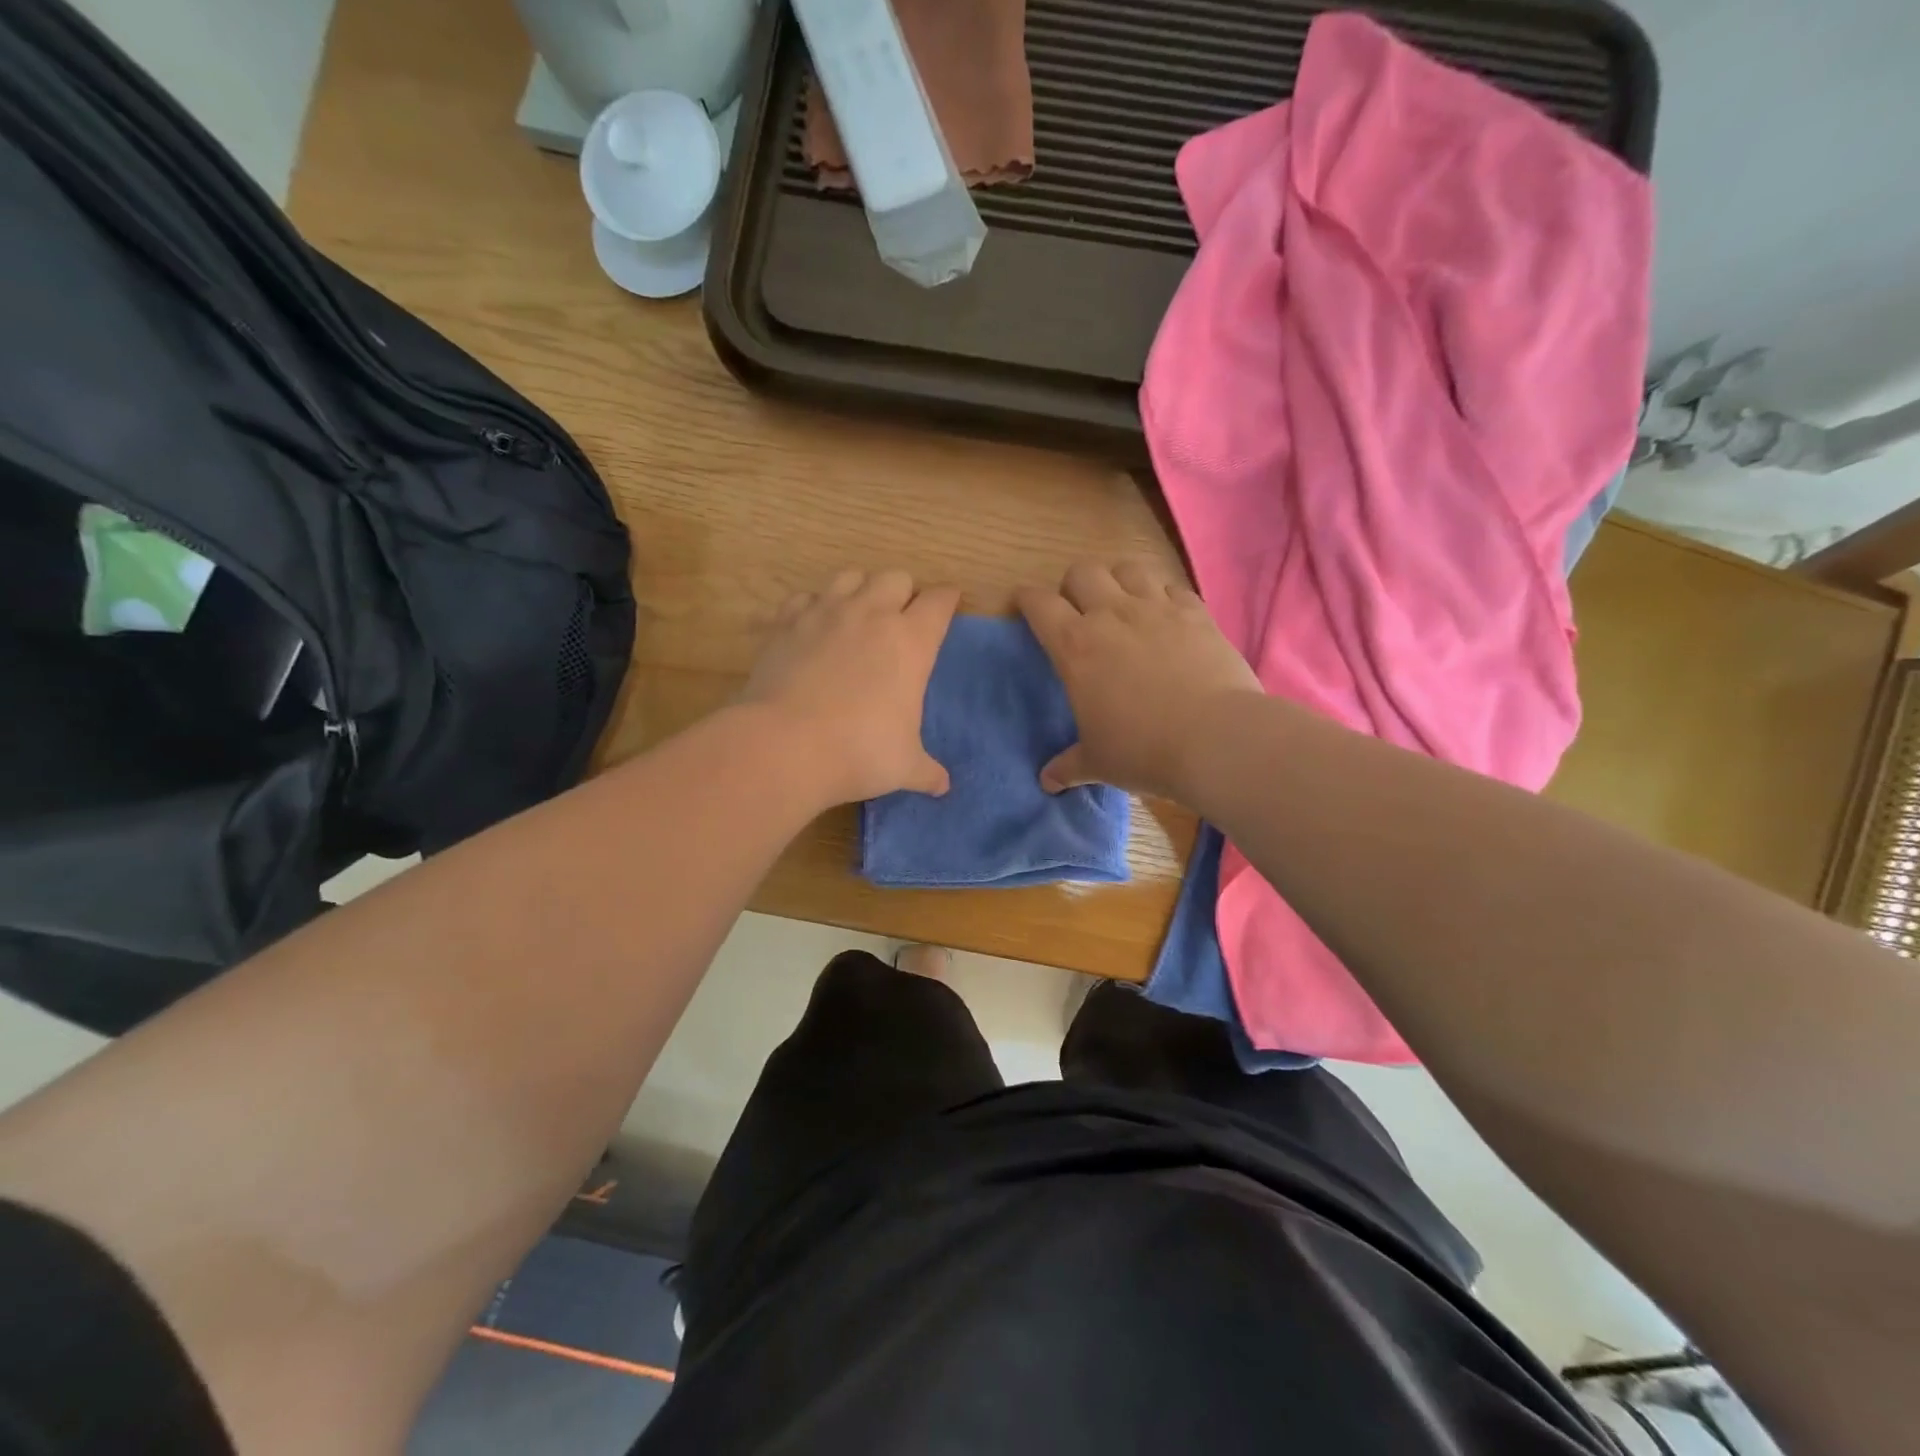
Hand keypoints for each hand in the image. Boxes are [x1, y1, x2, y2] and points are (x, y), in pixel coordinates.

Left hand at [740, 569, 959, 804]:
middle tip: (900, 618)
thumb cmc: (859, 752)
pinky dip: (812, 606)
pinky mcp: (786, 622)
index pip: (939, 602)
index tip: (948, 604)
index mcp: (911, 641)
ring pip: (851, 576)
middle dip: (903, 592)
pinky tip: (812, 627)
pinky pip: (804, 597)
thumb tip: (943, 786)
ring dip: (860, 589)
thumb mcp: (904, 766)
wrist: (785, 746)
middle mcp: (871, 614)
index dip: (947, 600)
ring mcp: (825, 613)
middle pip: (896, 577)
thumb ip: (927, 771)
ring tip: (857, 614)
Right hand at [1017, 561, 1261, 799]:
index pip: (1038, 604)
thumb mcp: (1098, 762)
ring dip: (1118, 581)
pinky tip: (1167, 616)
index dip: (1027, 599)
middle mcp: (1111, 615)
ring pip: (1127, 568)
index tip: (1024, 604)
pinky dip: (1164, 595)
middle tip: (1078, 610)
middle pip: (1082, 572)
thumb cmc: (1143, 751)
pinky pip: (1172, 587)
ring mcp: (1157, 608)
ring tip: (1122, 603)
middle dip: (1073, 585)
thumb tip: (1047, 783)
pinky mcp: (1196, 612)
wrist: (1216, 739)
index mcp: (1075, 646)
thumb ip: (1069, 766)